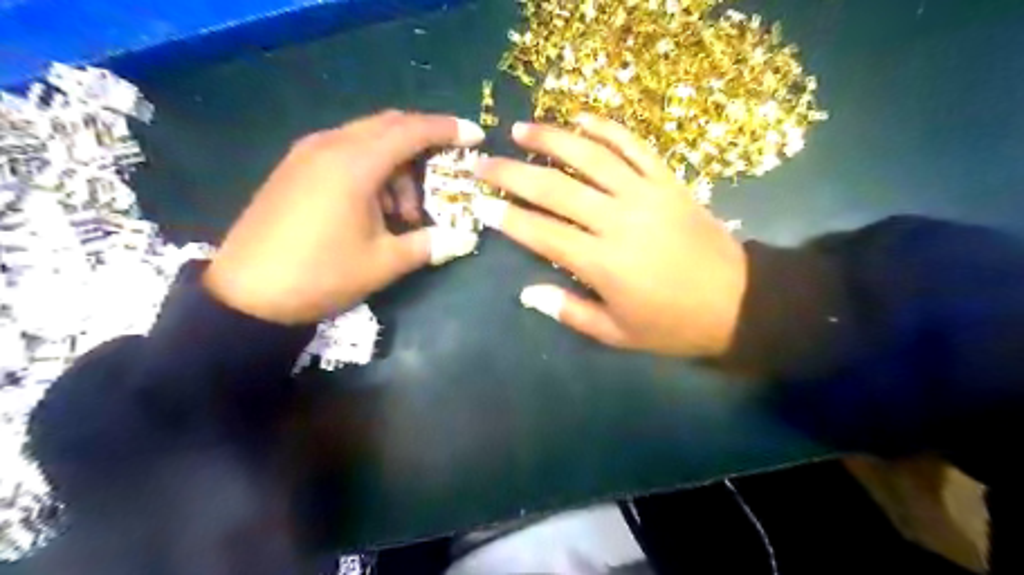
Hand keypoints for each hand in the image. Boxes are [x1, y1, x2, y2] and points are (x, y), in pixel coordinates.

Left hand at [204, 108, 484, 323]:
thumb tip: (464, 238)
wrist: (246, 294)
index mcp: (354, 164)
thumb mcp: (383, 263)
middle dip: (423, 146)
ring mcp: (307, 154)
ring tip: (404, 212)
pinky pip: (344, 152)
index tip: (475, 136)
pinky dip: (371, 169)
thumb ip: (429, 244)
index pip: (411, 130)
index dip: (448, 130)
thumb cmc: (321, 275)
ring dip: (396, 165)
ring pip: (367, 140)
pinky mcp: (294, 168)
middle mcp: (330, 146)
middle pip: (389, 126)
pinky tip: (373, 207)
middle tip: (444, 177)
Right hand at [476, 114, 750, 356]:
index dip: (507, 217)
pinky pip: (634, 146)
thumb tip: (527, 293)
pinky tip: (581, 118)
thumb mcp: (618, 333)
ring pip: (591, 156)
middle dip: (513, 174)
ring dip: (552, 139)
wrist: (739, 302)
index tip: (480, 203)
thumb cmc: (672, 324)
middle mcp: (618, 221)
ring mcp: (645, 194)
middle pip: (556, 188)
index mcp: (602, 263)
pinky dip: (606, 128)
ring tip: (522, 129)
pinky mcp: (668, 181)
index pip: (542, 233)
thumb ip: (569, 312)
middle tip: (484, 163)